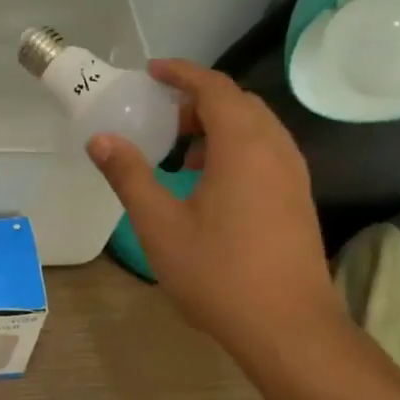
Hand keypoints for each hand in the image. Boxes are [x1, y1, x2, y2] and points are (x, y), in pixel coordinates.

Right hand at [85, 60, 341, 355]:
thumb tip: (101, 139)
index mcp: (243, 146)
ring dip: (217, 126)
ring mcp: (293, 175)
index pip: (215, 87)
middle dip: (198, 100)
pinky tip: (209, 184)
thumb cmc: (219, 273)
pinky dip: (235, 148)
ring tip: (180, 153)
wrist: (288, 328)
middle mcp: (276, 149)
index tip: (151, 71)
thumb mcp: (159, 224)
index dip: (182, 73)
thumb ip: (129, 176)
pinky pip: (265, 151)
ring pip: (256, 128)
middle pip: (238, 103)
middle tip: (160, 117)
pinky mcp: (298, 198)